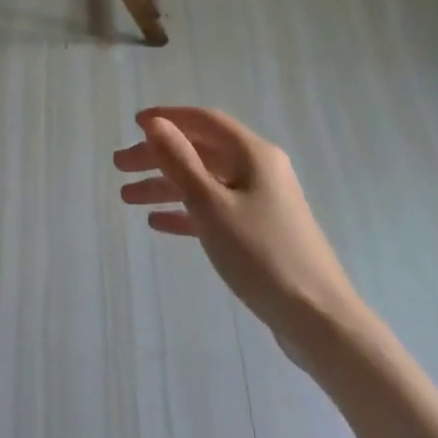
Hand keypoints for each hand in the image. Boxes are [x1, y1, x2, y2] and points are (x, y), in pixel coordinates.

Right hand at [115, 108, 356, 339]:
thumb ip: (180, 162)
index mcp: (253, 154)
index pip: (204, 121)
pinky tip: (157, 222)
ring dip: (166, 186)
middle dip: (158, 156)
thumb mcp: (212, 205)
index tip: (133, 124)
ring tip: (127, 198)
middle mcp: (258, 169)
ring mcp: (261, 201)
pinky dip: (186, 211)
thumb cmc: (262, 255)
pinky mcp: (260, 231)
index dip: (167, 118)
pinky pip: (215, 210)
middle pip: (200, 151)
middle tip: (119, 166)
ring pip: (204, 182)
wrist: (318, 319)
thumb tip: (155, 123)